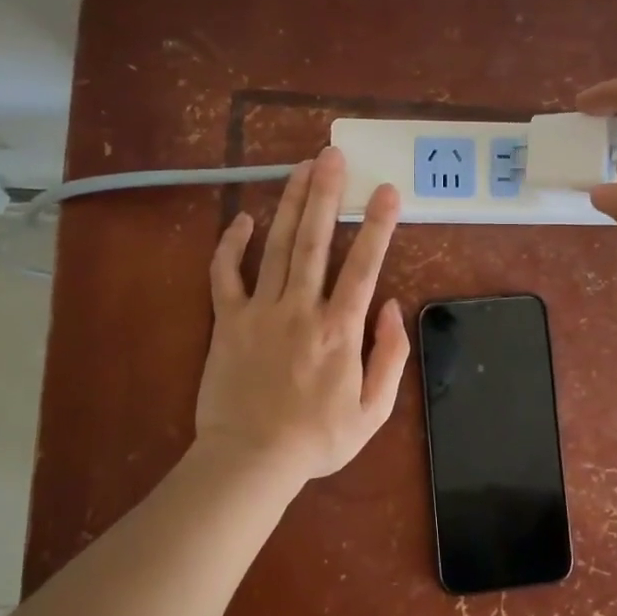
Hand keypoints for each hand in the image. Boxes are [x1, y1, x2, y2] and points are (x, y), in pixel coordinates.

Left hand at [194, 147, 409, 484]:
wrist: (251, 460)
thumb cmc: (317, 439)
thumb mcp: (373, 411)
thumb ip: (390, 356)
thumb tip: (390, 306)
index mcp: (340, 331)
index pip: (363, 266)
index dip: (377, 225)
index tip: (386, 190)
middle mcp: (301, 310)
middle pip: (315, 241)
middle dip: (327, 194)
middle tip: (333, 155)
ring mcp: (260, 312)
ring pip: (277, 247)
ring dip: (291, 204)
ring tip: (302, 167)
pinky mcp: (227, 322)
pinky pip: (226, 275)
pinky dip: (231, 245)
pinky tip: (243, 218)